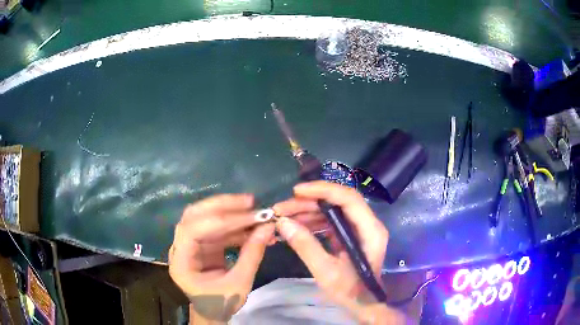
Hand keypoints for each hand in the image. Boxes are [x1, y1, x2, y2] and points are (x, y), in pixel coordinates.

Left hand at [168, 194, 274, 323]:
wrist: (213, 311)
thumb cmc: (221, 303)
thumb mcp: (240, 284)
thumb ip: (252, 255)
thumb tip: (269, 227)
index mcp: (181, 263)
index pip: (192, 231)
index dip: (220, 219)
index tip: (248, 214)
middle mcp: (180, 248)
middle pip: (194, 216)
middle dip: (222, 206)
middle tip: (249, 202)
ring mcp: (190, 244)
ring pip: (204, 217)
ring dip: (230, 213)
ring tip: (256, 213)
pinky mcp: (201, 243)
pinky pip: (216, 227)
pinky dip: (234, 225)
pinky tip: (252, 226)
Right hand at [273, 181, 406, 323]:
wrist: (363, 304)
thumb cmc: (350, 291)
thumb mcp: (326, 272)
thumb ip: (306, 246)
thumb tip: (283, 223)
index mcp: (370, 230)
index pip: (348, 198)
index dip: (323, 190)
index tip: (297, 191)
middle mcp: (368, 224)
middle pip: (338, 202)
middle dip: (309, 202)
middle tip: (282, 208)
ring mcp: (359, 229)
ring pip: (332, 211)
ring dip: (308, 212)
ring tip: (284, 217)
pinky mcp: (350, 235)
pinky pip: (331, 222)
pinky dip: (313, 222)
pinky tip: (295, 226)